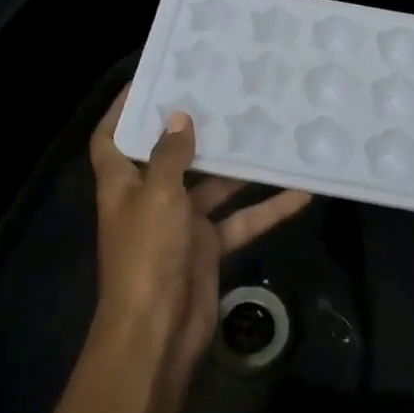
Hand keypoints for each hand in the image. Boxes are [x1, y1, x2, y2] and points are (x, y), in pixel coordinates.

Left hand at [88, 87, 311, 388]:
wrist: (158, 333)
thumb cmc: (147, 254)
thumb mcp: (157, 195)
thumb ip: (171, 155)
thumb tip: (179, 116)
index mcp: (123, 183)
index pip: (112, 138)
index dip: (123, 109)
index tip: (150, 79)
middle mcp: (150, 198)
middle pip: (170, 155)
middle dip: (194, 129)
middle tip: (225, 93)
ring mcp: (180, 223)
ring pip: (214, 185)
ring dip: (240, 166)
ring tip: (269, 130)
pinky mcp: (208, 246)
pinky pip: (240, 220)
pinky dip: (267, 209)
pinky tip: (301, 190)